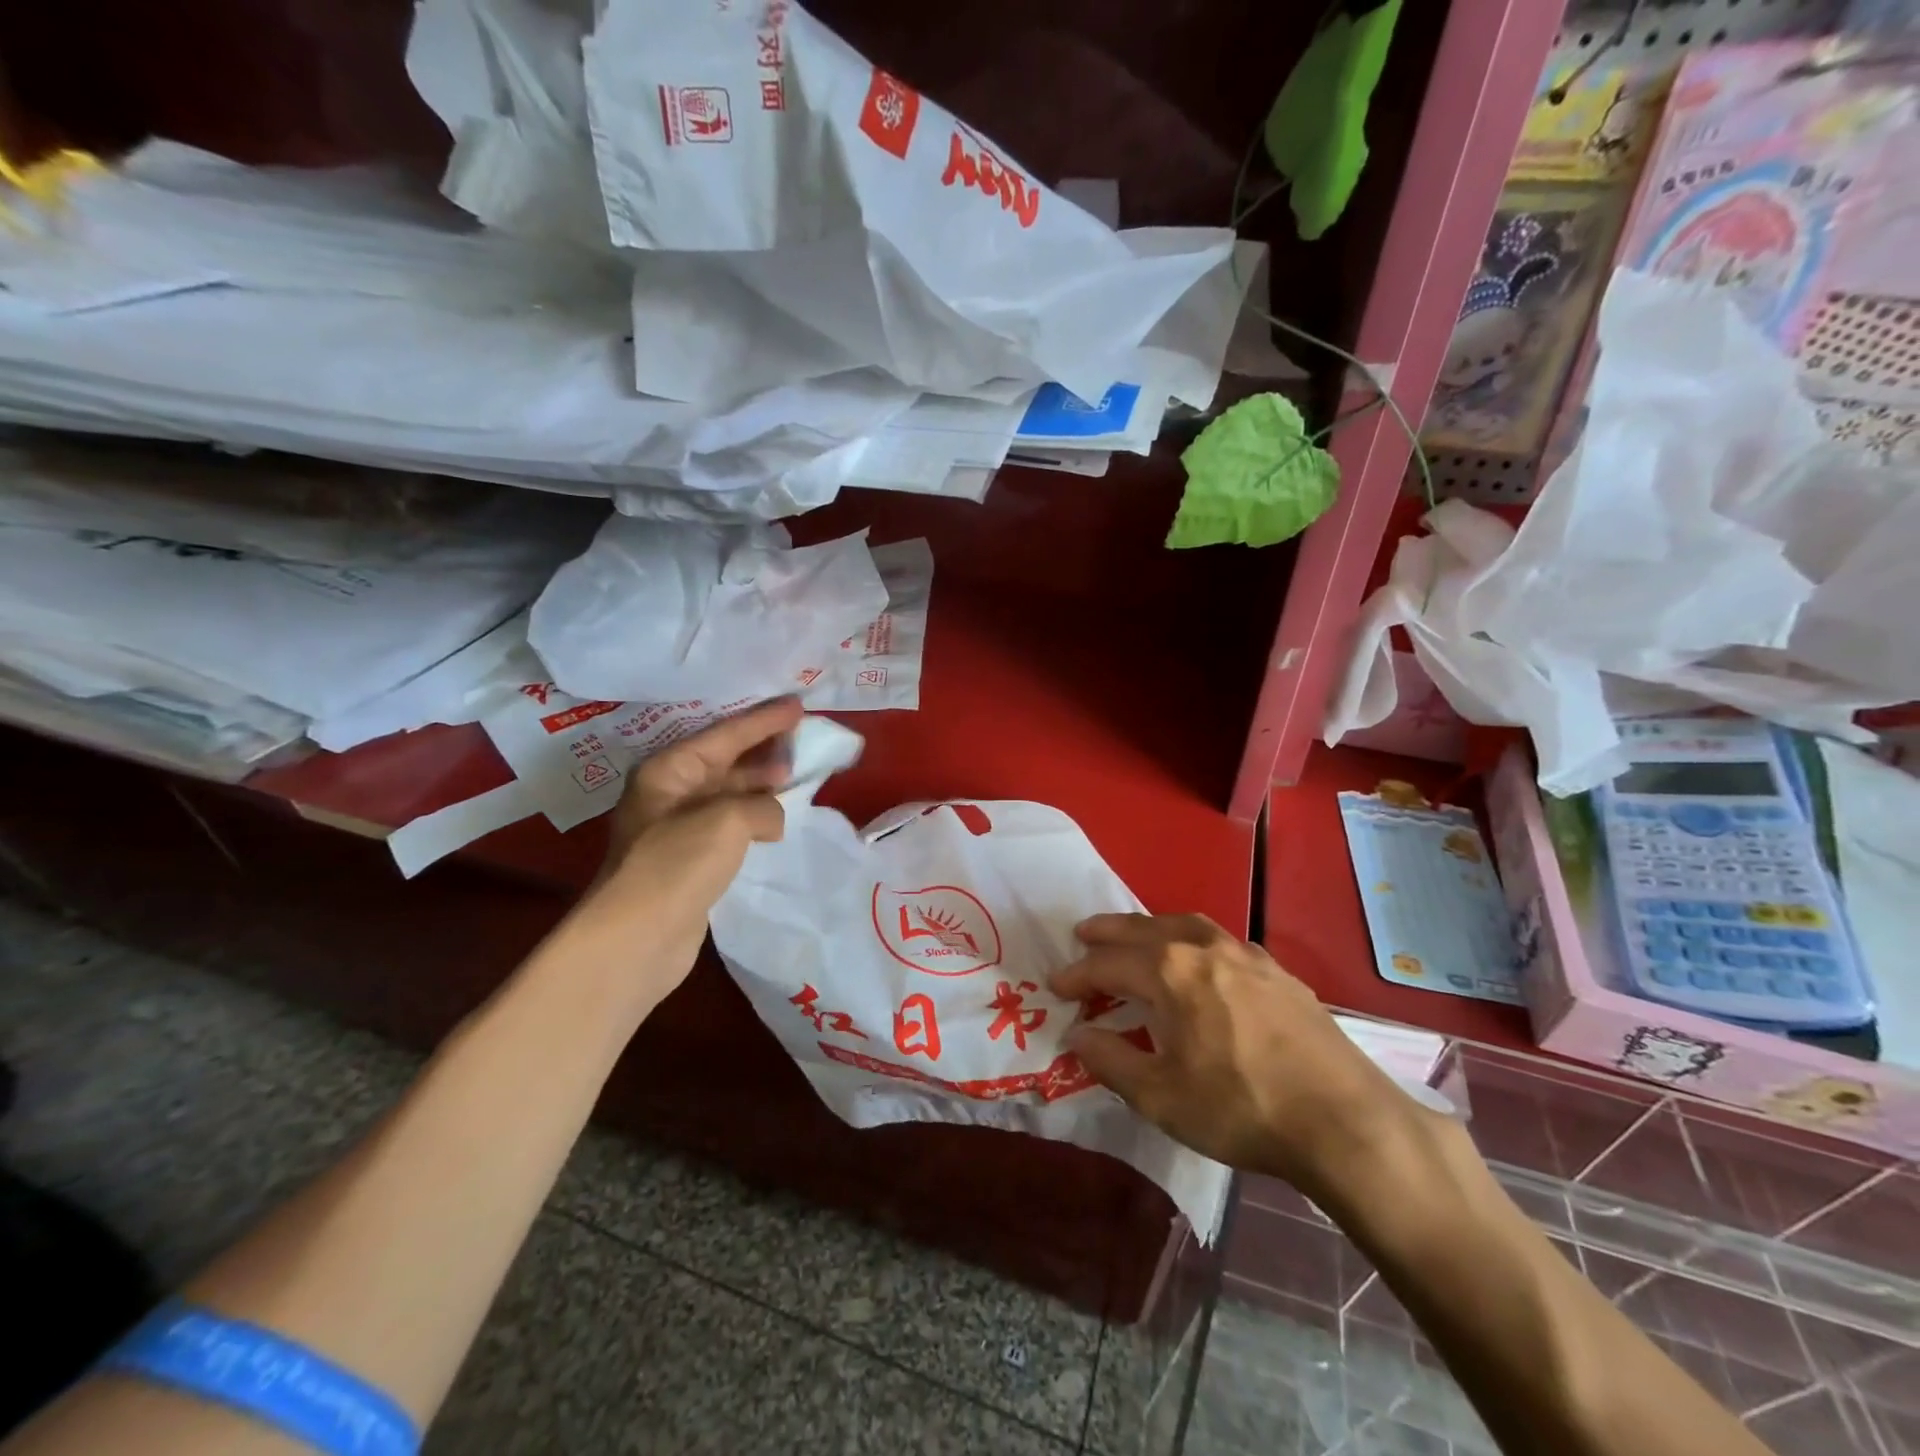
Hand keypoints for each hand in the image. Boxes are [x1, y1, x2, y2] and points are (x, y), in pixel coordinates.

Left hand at [546, 697, 803, 1018]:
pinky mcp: (690, 859)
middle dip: (763, 749)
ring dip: (761, 784)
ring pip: (729, 793)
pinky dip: (755, 817)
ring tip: (797, 776)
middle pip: (725, 759)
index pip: (725, 734)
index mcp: (668, 770)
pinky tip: (778, 820)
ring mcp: (679, 827)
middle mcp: (670, 792)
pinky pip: (730, 824)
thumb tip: (771, 819)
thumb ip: (761, 805)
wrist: (637, 937)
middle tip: (802, 738)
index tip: (798, 704)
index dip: (764, 720)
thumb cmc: (676, 864)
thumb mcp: (727, 819)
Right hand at [1049, 914, 1441, 1206]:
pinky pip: (1220, 940)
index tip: (1056, 987)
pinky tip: (1200, 959)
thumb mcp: (1160, 1096)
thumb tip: (1076, 1035)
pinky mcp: (1277, 971)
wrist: (1344, 1120)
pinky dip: (1193, 940)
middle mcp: (1203, 948)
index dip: (1077, 975)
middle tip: (1082, 934)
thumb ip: (1111, 1060)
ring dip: (1151, 927)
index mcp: (1169, 972)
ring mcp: (1245, 955)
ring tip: (1135, 935)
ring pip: (1185, 924)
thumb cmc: (1240, 1109)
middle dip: (1108, 933)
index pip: (1108, 964)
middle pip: (1142, 929)